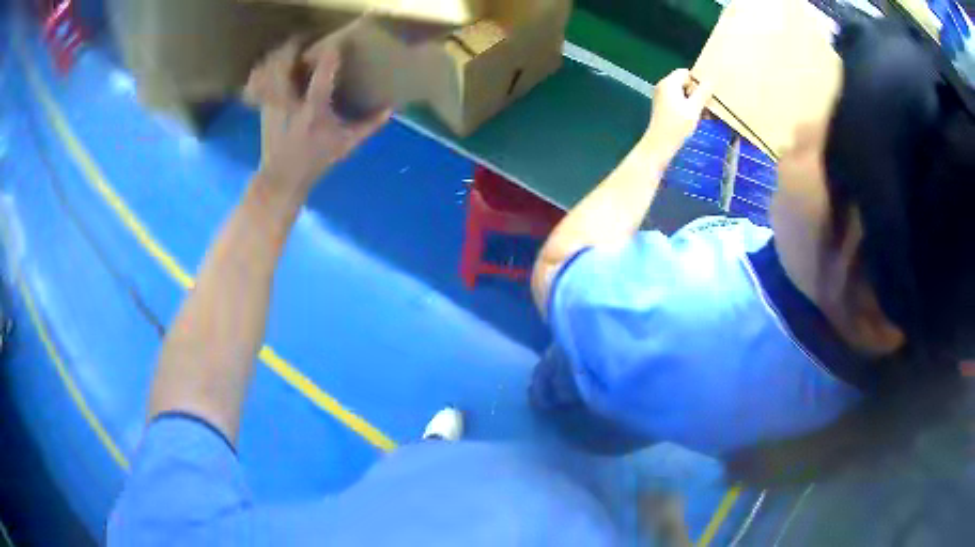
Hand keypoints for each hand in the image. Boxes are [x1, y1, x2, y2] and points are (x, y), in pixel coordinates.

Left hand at [244, 36, 390, 192]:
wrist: (281, 179)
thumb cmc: (316, 161)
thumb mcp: (346, 145)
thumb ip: (368, 126)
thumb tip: (390, 109)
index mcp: (314, 112)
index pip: (322, 77)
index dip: (330, 57)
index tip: (337, 43)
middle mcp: (290, 104)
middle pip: (284, 65)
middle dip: (293, 47)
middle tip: (305, 39)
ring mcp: (273, 105)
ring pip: (270, 70)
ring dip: (279, 56)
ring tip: (290, 48)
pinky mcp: (264, 107)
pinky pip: (262, 80)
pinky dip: (268, 68)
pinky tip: (277, 66)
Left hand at [642, 69, 712, 162]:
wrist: (659, 145)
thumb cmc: (677, 126)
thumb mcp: (694, 109)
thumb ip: (702, 93)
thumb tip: (710, 80)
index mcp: (669, 83)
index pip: (685, 73)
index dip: (697, 82)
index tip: (706, 95)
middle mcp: (663, 86)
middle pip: (684, 82)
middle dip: (697, 93)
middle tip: (706, 106)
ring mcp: (661, 96)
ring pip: (682, 93)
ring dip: (694, 102)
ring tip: (704, 115)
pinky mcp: (662, 107)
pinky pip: (678, 101)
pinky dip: (687, 107)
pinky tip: (695, 118)